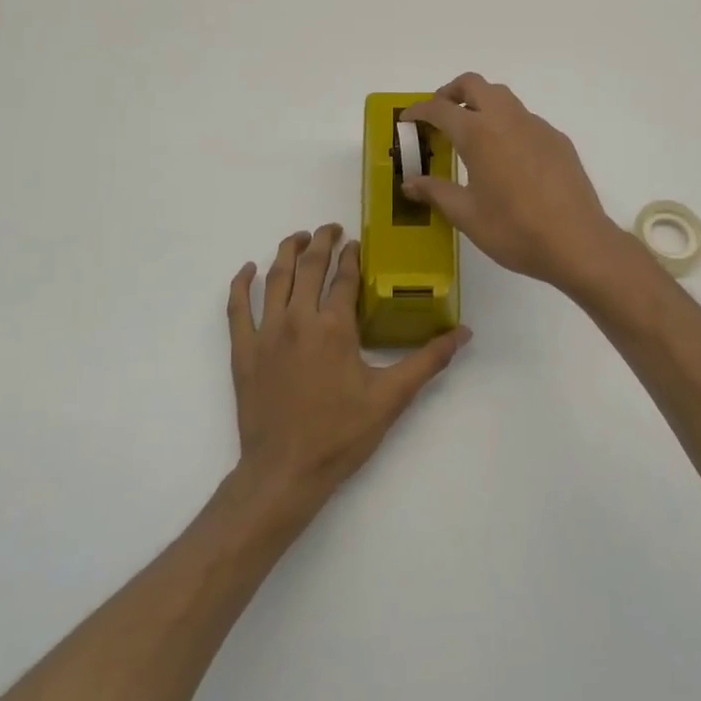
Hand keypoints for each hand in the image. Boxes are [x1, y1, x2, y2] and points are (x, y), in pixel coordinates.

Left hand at [227, 225, 470, 508]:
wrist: (285, 472)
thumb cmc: (340, 434)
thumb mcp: (391, 398)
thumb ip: (428, 360)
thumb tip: (463, 333)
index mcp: (334, 327)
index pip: (344, 278)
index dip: (352, 257)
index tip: (356, 243)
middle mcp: (298, 319)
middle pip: (309, 267)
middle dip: (321, 242)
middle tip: (330, 228)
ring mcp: (265, 333)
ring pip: (275, 279)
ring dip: (287, 252)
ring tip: (299, 238)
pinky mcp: (243, 351)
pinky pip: (236, 308)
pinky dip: (240, 285)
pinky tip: (247, 269)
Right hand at [402, 74, 625, 294]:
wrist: (577, 242)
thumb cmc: (514, 230)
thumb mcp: (466, 215)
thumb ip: (436, 192)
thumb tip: (410, 183)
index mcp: (479, 134)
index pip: (440, 108)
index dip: (419, 110)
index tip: (407, 120)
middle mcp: (507, 119)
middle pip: (474, 84)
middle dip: (451, 92)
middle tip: (439, 116)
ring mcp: (537, 126)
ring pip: (503, 97)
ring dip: (481, 103)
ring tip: (471, 134)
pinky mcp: (557, 140)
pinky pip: (525, 119)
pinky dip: (506, 124)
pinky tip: (507, 158)